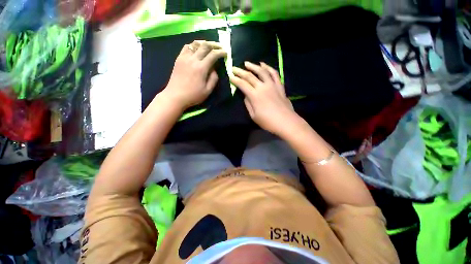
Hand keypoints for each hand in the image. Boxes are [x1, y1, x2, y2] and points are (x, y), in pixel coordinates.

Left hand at [163, 41, 226, 108]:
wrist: (175, 96)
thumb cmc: (193, 95)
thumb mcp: (208, 91)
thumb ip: (213, 79)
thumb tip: (214, 69)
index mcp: (201, 68)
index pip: (213, 55)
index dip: (221, 52)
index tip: (225, 53)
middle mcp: (193, 59)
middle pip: (205, 46)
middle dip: (214, 45)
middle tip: (220, 47)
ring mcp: (184, 57)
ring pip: (195, 44)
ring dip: (204, 43)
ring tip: (209, 46)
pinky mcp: (179, 59)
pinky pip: (187, 47)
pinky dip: (194, 45)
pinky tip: (197, 49)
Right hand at [230, 61, 298, 134]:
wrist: (286, 122)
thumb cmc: (268, 121)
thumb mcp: (253, 116)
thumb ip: (248, 104)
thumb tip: (246, 95)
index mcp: (254, 96)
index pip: (242, 84)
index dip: (235, 80)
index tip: (230, 76)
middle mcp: (262, 87)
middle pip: (250, 76)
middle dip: (240, 71)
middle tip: (234, 68)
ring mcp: (272, 85)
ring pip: (262, 71)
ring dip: (253, 66)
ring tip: (247, 63)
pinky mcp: (279, 86)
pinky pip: (274, 74)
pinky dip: (268, 68)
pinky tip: (264, 65)